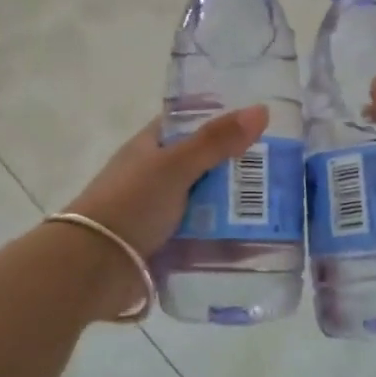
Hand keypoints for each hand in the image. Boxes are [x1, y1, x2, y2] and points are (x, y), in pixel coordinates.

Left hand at [62, 107, 269, 313]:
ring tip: (278, 208)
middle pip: (202, 165)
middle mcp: (153, 176)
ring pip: (204, 202)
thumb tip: (261, 110)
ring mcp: (158, 211)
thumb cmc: (130, 204)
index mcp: (149, 147)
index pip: (188, 124)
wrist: (92, 266)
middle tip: (283, 170)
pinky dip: (223, 238)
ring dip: (233, 207)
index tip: (259, 124)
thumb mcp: (175, 166)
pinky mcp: (164, 244)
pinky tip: (256, 242)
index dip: (219, 121)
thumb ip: (216, 141)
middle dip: (236, 168)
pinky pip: (201, 236)